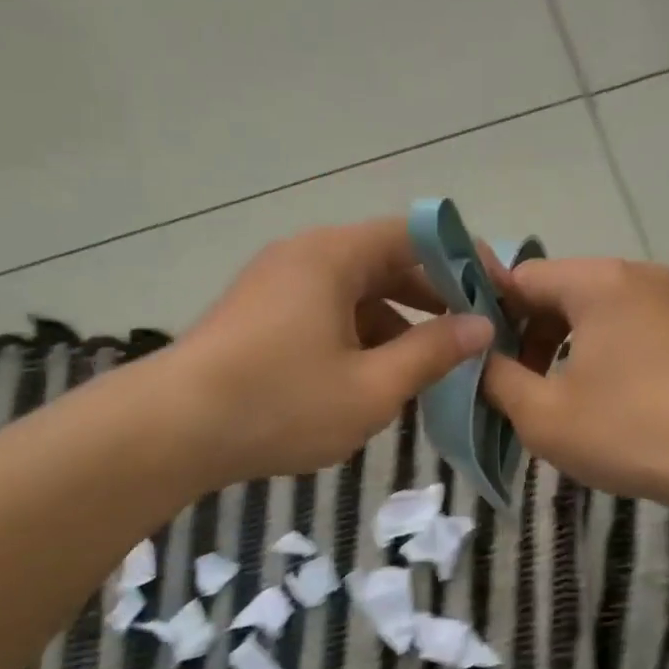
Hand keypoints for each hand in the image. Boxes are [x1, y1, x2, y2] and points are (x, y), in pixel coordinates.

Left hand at [162, 219, 495, 484]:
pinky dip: (358, 339)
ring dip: (395, 326)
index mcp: (333, 257)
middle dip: (431, 301)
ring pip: (354, 294)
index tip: (495, 295)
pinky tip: (372, 381)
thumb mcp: (372, 387)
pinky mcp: (259, 317)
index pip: (414, 236)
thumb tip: (480, 326)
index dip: (462, 261)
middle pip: (384, 264)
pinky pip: (325, 314)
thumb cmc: (281, 404)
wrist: (172, 431)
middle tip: (470, 338)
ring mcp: (276, 286)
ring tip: (427, 371)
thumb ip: (432, 353)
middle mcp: (304, 257)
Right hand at [482, 259, 668, 508]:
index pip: (521, 278)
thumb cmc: (630, 432)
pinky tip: (605, 399)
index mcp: (598, 282)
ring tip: (558, 397)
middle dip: (529, 335)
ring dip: (565, 346)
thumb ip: (496, 378)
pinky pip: (631, 327)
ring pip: (597, 311)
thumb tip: (477, 356)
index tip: (479, 358)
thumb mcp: (542, 414)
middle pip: (561, 292)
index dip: (489, 315)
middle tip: (516, 386)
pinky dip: (604, 353)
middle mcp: (638, 275)